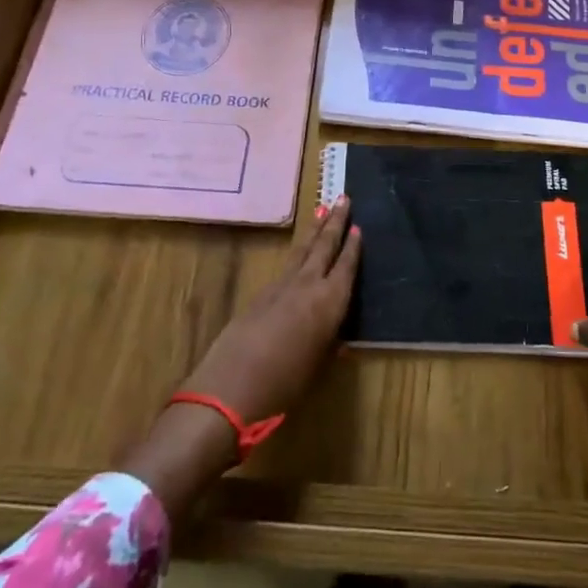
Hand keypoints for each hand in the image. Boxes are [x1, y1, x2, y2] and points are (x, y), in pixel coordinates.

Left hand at [179, 196, 361, 424]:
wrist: (228, 390)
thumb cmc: (283, 386)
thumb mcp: (316, 369)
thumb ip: (328, 347)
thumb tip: (339, 340)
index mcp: (329, 302)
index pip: (346, 266)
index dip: (353, 246)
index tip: (359, 226)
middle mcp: (306, 286)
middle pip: (323, 246)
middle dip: (335, 222)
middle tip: (343, 197)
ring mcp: (280, 287)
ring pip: (302, 251)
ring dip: (314, 231)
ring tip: (322, 211)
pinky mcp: (260, 295)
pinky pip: (286, 266)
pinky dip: (297, 253)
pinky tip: (299, 254)